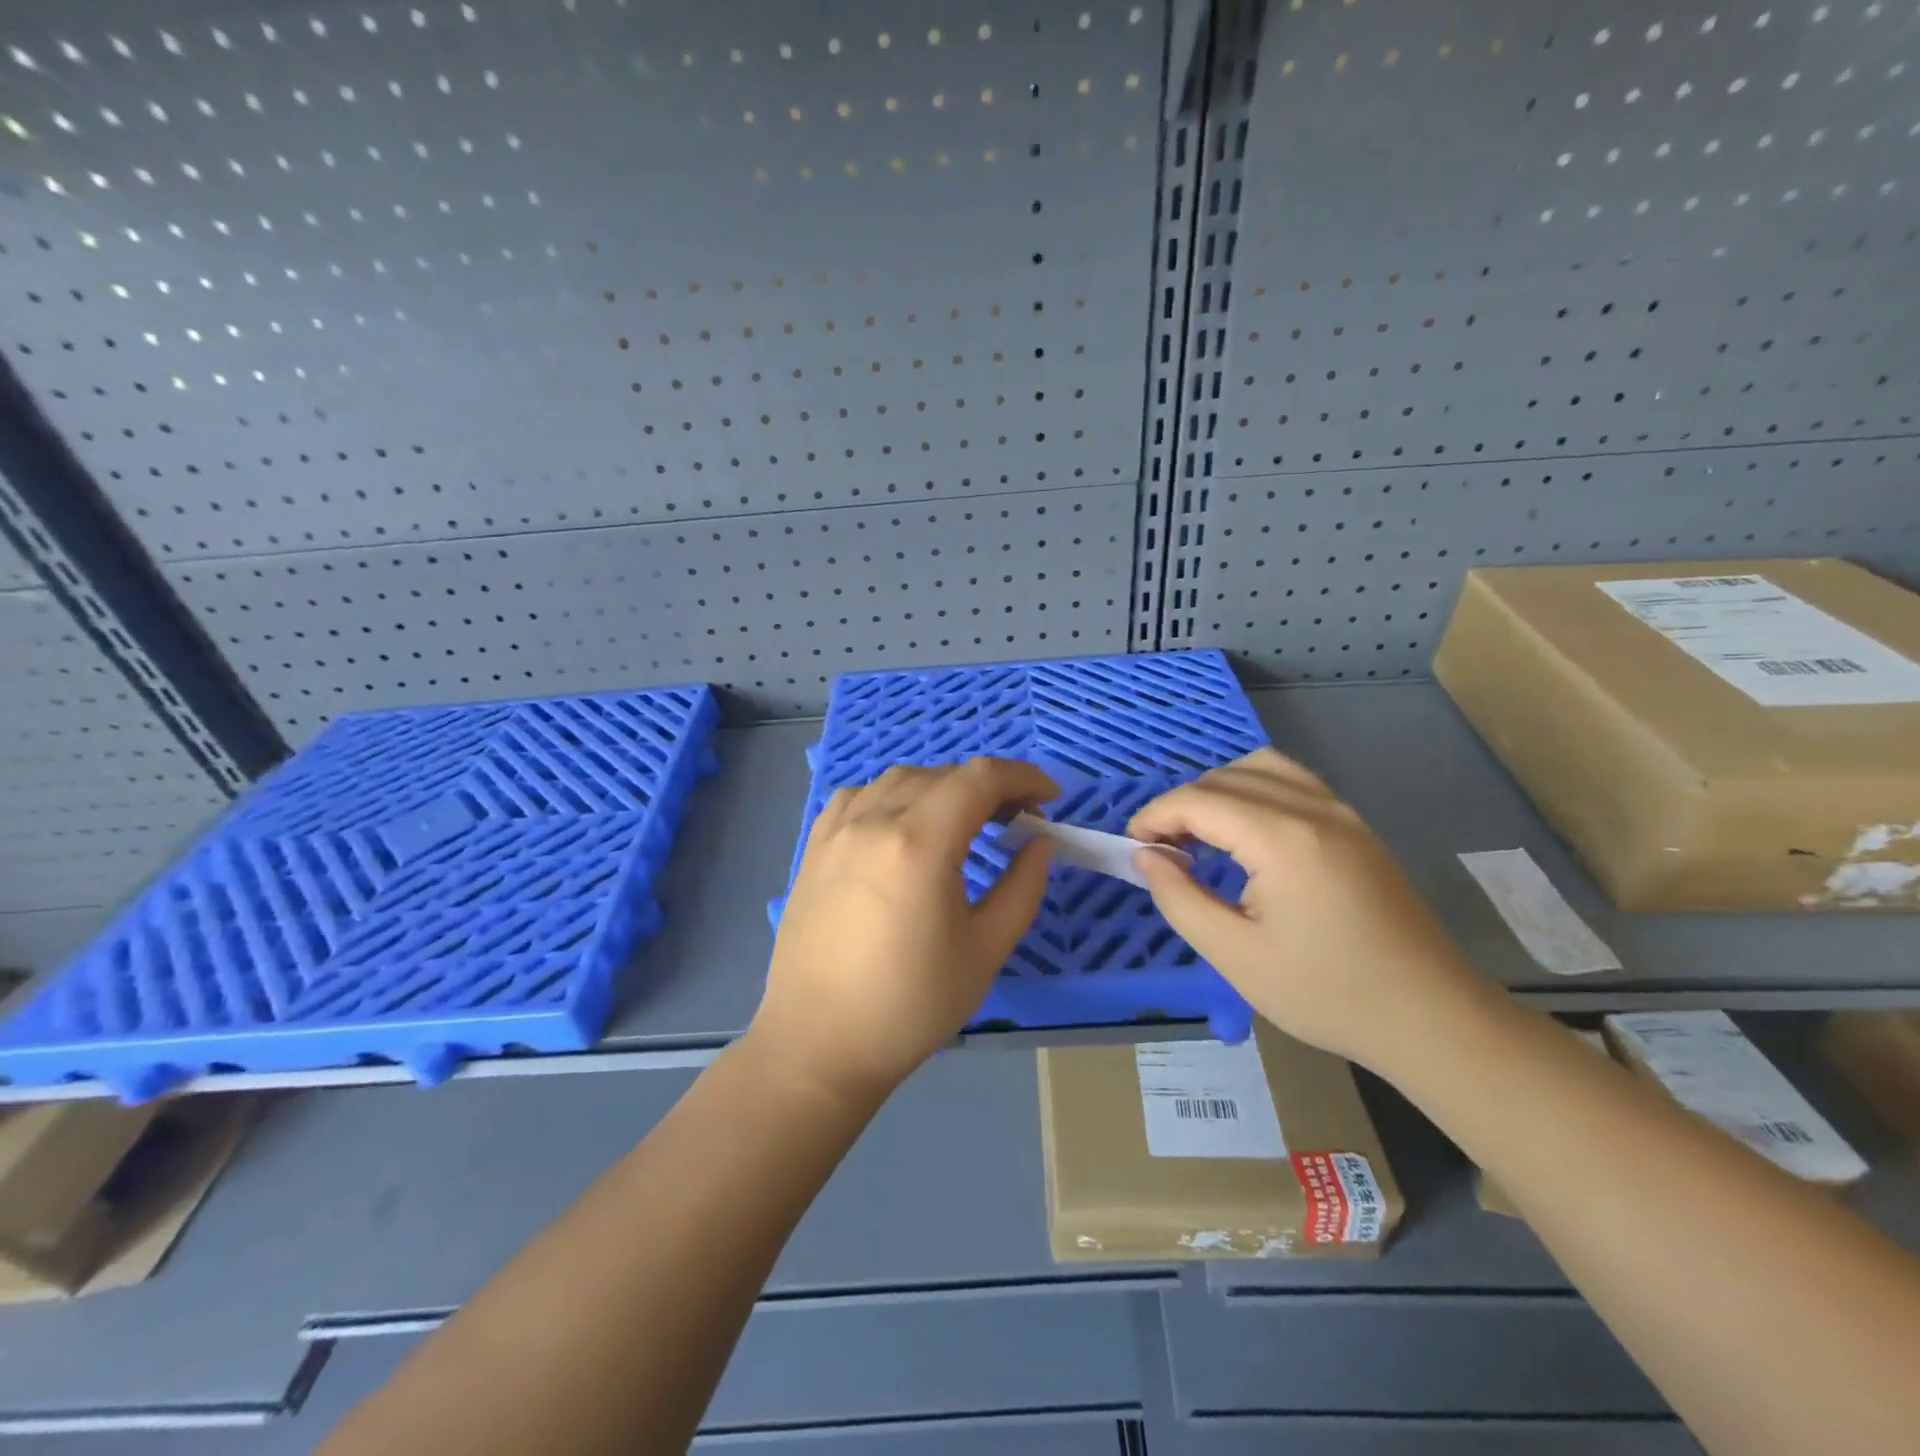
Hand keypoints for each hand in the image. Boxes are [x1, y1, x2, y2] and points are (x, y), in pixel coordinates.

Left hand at [751, 758, 1058, 1104]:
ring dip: (943, 788)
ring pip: (900, 779)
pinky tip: (902, 827)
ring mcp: (838, 830)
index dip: (1023, 777)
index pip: (980, 779)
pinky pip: (860, 796)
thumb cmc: (910, 1005)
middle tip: (1016, 822)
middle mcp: (874, 820)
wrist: (818, 1043)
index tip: (1049, 799)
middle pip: (943, 775)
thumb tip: (1040, 842)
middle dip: (989, 787)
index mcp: (920, 842)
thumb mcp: (985, 950)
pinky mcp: (815, 846)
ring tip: (963, 822)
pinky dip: (894, 797)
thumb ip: (1022, 887)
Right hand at [1128, 748, 1483, 1069]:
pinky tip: (1246, 833)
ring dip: (1218, 790)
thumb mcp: (1235, 955)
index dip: (1154, 816)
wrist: (1431, 1019)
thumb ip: (1179, 897)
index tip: (1132, 847)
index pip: (1198, 800)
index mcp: (1283, 838)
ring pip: (1261, 767)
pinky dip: (1253, 791)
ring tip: (1200, 834)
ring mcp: (1341, 812)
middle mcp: (1313, 808)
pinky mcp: (1356, 827)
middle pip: (1225, 777)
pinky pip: (1292, 782)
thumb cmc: (1326, 994)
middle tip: (1160, 850)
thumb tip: (1146, 856)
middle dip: (1181, 805)